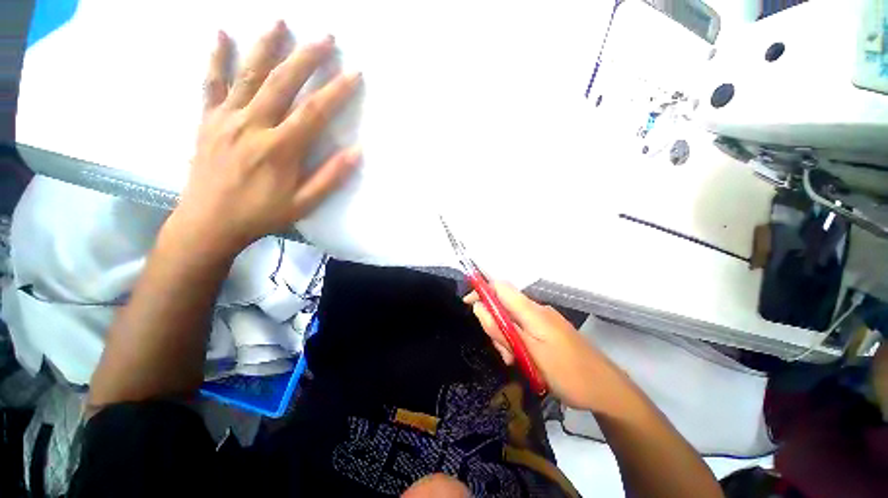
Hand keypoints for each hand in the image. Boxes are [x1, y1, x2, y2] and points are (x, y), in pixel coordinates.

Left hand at [170, 21, 361, 255]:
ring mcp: (226, 119)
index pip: (314, 111)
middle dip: (306, 57)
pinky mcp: (208, 120)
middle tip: (325, 37)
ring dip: (266, 46)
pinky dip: (216, 58)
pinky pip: (211, 84)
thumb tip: (356, 153)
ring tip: (280, 22)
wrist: (209, 222)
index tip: (353, 73)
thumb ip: (330, 177)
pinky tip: (221, 34)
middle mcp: (252, 125)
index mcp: (279, 148)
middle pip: (282, 83)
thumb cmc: (261, 214)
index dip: (336, 91)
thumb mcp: (303, 203)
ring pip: (248, 75)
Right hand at [466, 282, 618, 409]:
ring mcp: (544, 320)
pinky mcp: (549, 330)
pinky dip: (517, 341)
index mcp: (532, 310)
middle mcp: (537, 309)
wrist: (607, 390)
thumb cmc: (567, 373)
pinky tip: (523, 360)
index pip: (500, 287)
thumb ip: (502, 329)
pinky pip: (524, 328)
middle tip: (502, 351)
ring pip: (513, 320)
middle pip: (504, 305)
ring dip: (506, 337)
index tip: (468, 304)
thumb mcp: (528, 353)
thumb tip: (479, 306)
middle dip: (495, 324)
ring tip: (514, 361)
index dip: (482, 290)